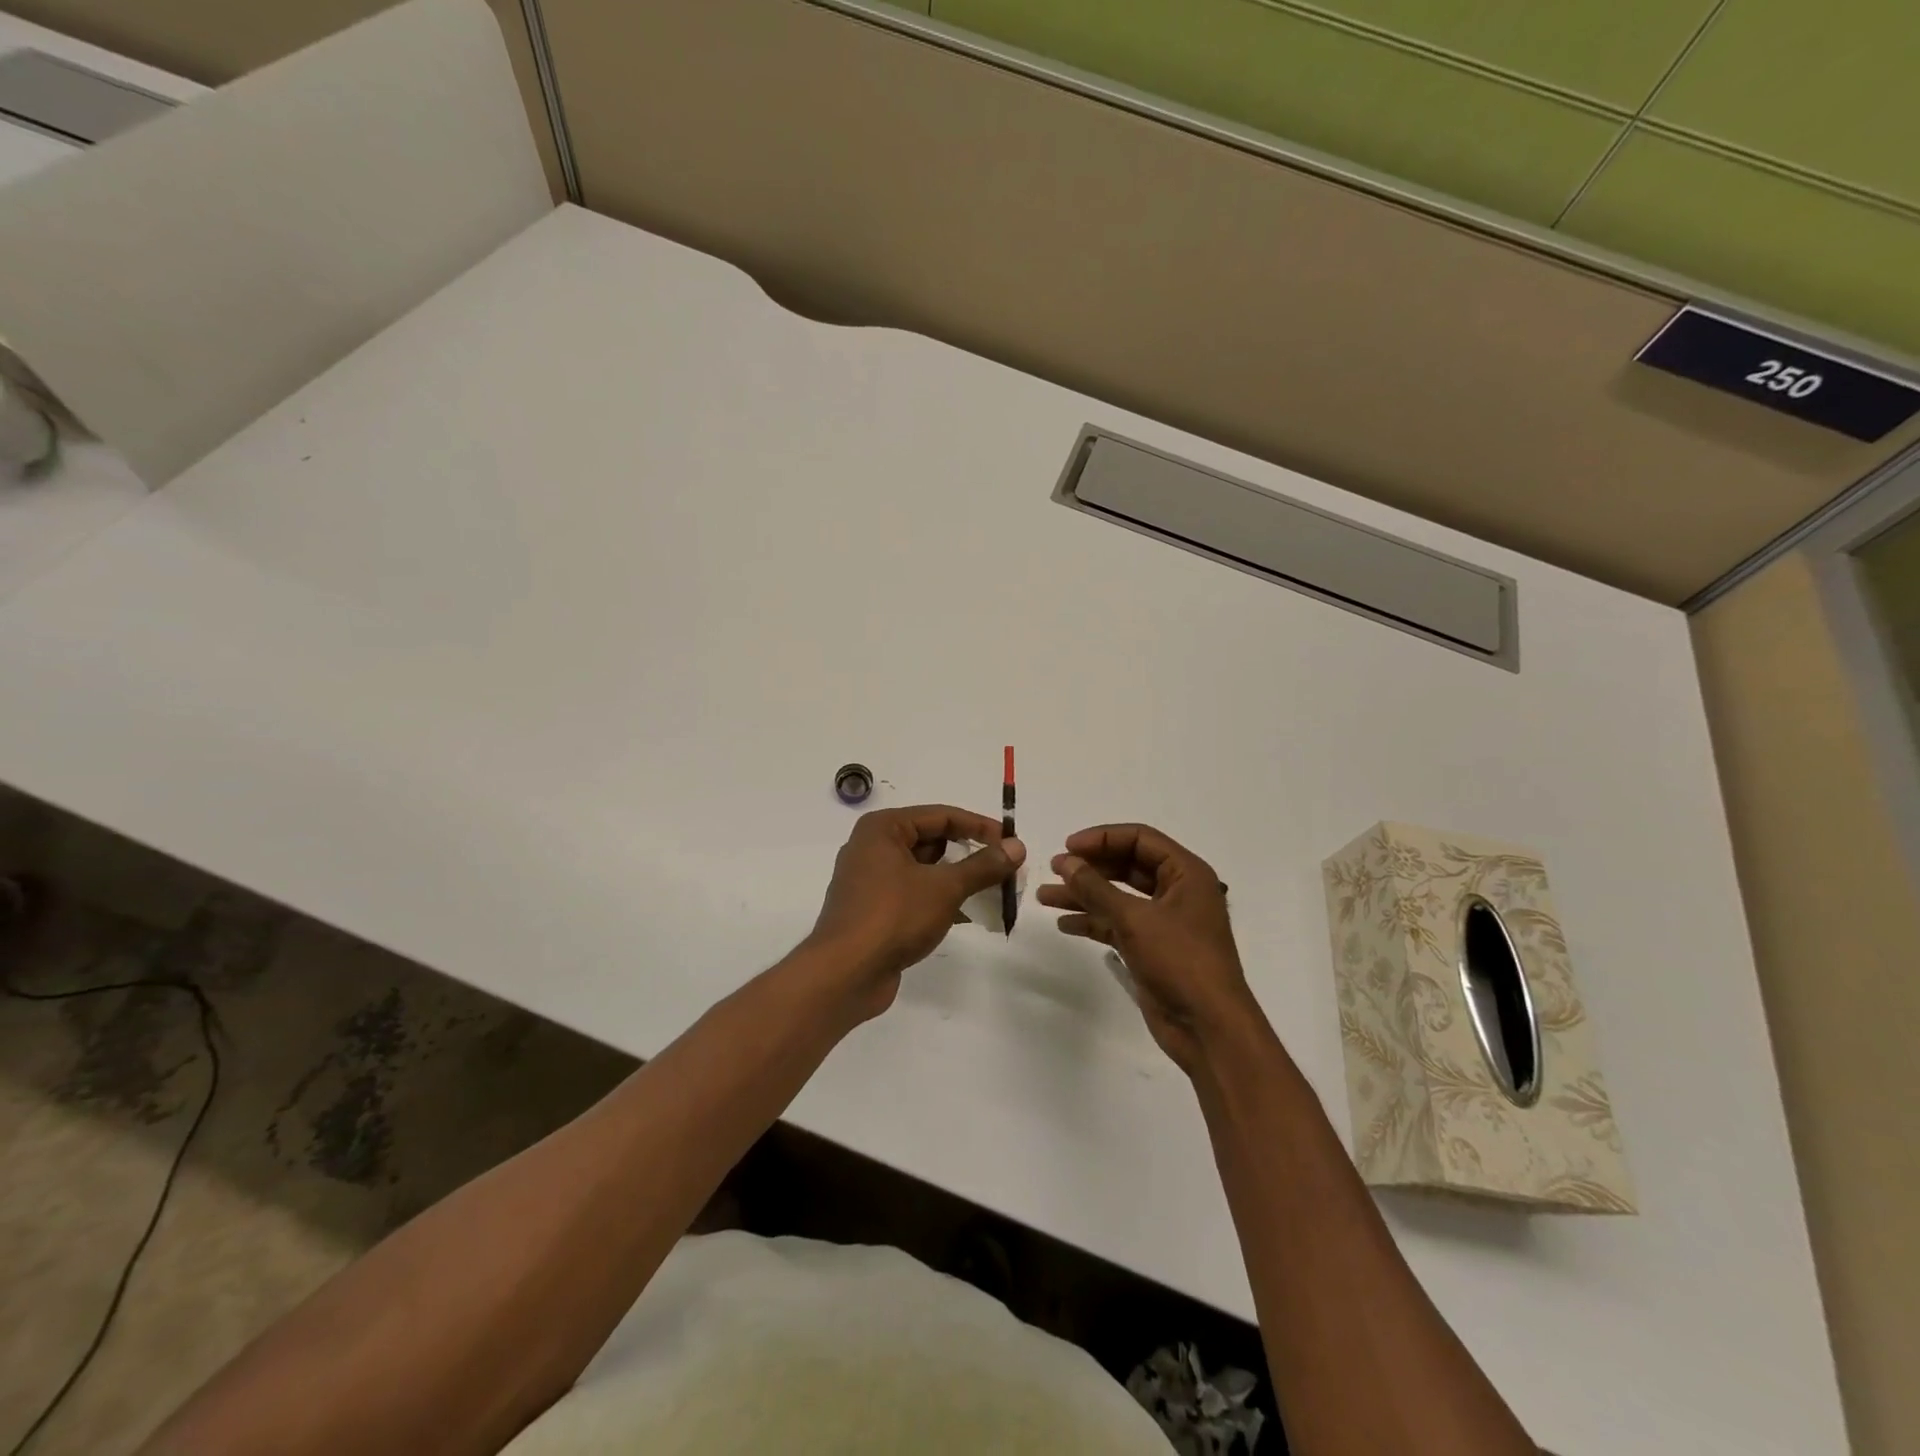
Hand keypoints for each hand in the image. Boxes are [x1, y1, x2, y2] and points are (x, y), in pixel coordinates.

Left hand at [803, 805, 1024, 1019]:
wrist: (844, 974)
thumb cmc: (893, 917)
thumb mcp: (944, 887)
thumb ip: (983, 865)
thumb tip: (1017, 847)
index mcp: (883, 828)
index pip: (942, 815)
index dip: (980, 827)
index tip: (1012, 843)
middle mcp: (872, 847)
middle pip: (932, 840)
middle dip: (970, 854)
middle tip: (1006, 869)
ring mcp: (870, 880)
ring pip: (924, 869)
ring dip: (957, 879)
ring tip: (994, 891)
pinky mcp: (873, 909)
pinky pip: (914, 893)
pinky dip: (939, 899)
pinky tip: (968, 915)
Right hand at [1038, 824, 1258, 1072]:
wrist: (1207, 1027)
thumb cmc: (1179, 961)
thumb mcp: (1134, 918)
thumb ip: (1096, 887)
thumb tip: (1065, 861)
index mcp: (1186, 873)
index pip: (1140, 839)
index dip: (1102, 838)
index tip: (1067, 847)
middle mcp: (1177, 891)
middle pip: (1127, 866)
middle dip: (1089, 867)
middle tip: (1054, 869)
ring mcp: (1165, 921)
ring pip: (1118, 897)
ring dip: (1084, 895)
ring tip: (1045, 897)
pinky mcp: (1152, 948)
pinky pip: (1118, 924)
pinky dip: (1093, 922)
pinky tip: (1065, 924)